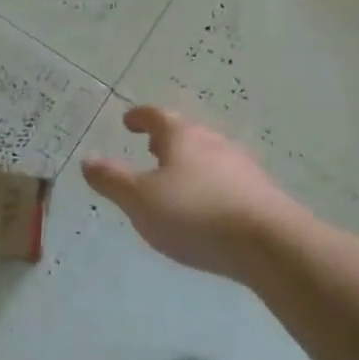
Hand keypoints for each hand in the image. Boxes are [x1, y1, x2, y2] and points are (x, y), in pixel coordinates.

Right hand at [82, 105, 299, 280]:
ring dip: (189, 163)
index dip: (139, 117)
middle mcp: (213, 142)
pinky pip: (226, 180)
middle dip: (166, 140)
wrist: (270, 243)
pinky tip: (206, 207)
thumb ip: (112, 180)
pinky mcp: (260, 193)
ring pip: (208, 156)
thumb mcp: (140, 200)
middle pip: (186, 133)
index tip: (128, 120)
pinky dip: (209, 185)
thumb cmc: (195, 214)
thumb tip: (88, 159)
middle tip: (150, 149)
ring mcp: (241, 166)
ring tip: (175, 180)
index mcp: (182, 137)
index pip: (156, 116)